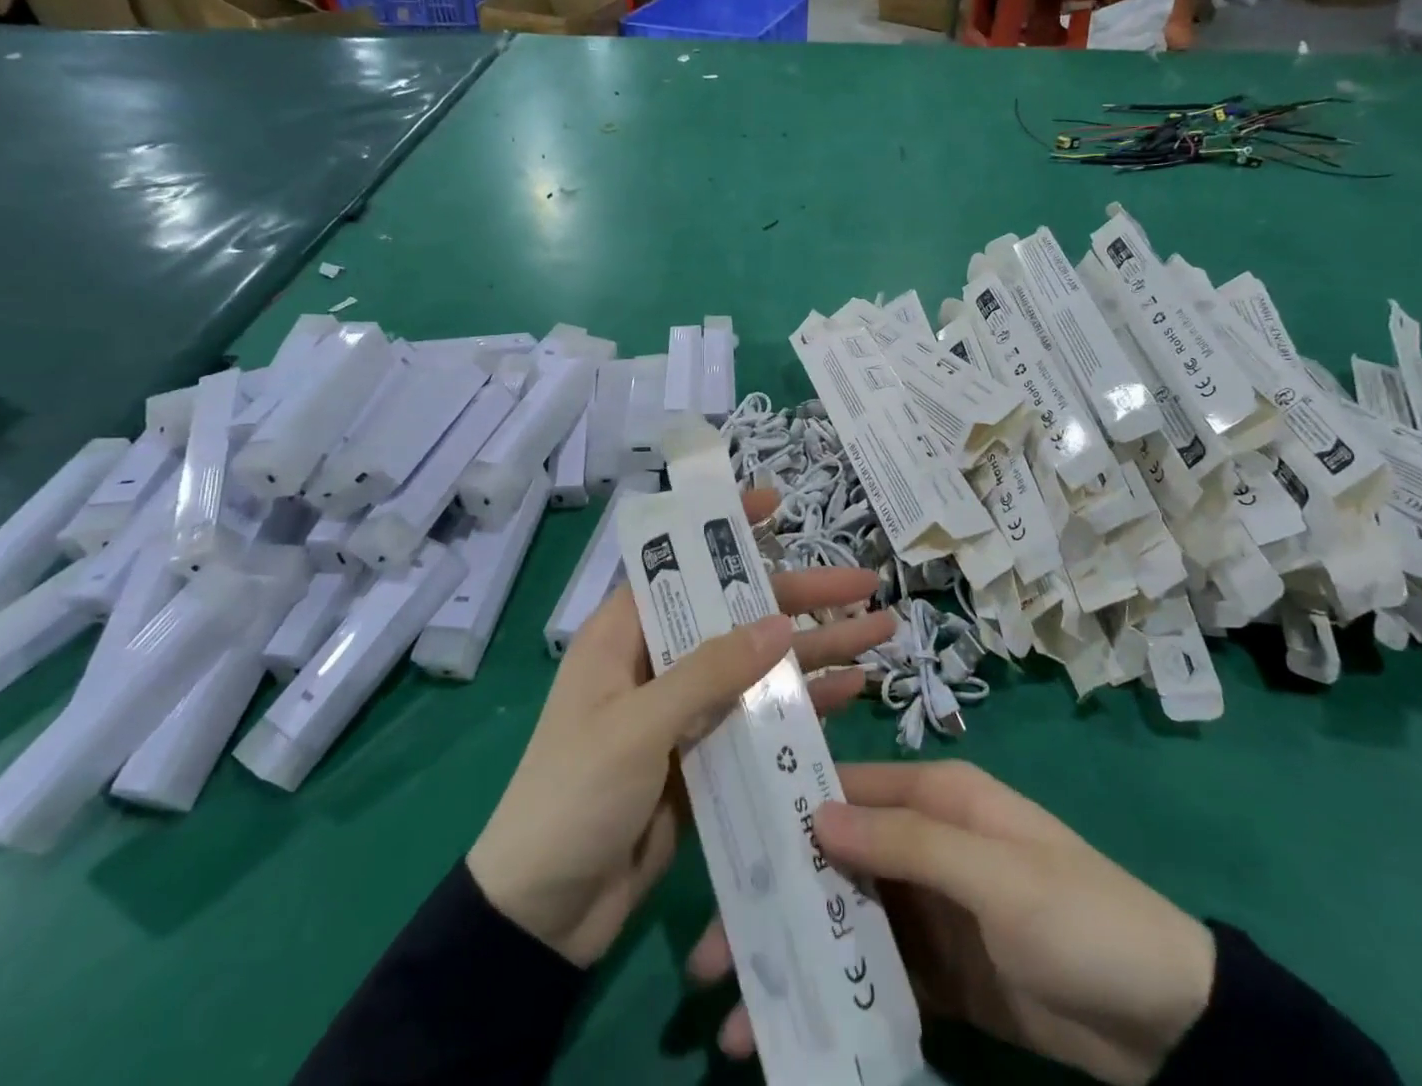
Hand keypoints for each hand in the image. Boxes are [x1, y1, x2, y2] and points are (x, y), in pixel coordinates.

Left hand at [467, 488, 894, 967]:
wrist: (541, 917)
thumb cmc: (573, 797)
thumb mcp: (637, 726)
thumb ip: (709, 673)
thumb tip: (778, 622)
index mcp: (625, 636)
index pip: (680, 564)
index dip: (725, 531)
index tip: (776, 504)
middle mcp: (659, 662)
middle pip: (737, 614)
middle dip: (801, 598)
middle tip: (864, 584)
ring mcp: (686, 712)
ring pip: (759, 666)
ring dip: (816, 650)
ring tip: (880, 631)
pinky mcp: (706, 757)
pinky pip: (761, 718)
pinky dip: (802, 704)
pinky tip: (851, 690)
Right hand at [688, 760, 1216, 1085]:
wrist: (1168, 1024)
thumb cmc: (1080, 917)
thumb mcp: (996, 874)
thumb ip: (908, 843)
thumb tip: (816, 813)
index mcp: (939, 798)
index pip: (849, 792)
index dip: (789, 812)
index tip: (728, 846)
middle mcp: (925, 843)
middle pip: (835, 861)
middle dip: (778, 900)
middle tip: (709, 950)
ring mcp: (931, 909)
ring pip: (847, 920)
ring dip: (797, 957)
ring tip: (735, 1009)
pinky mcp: (939, 971)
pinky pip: (876, 973)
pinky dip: (835, 994)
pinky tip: (793, 1027)